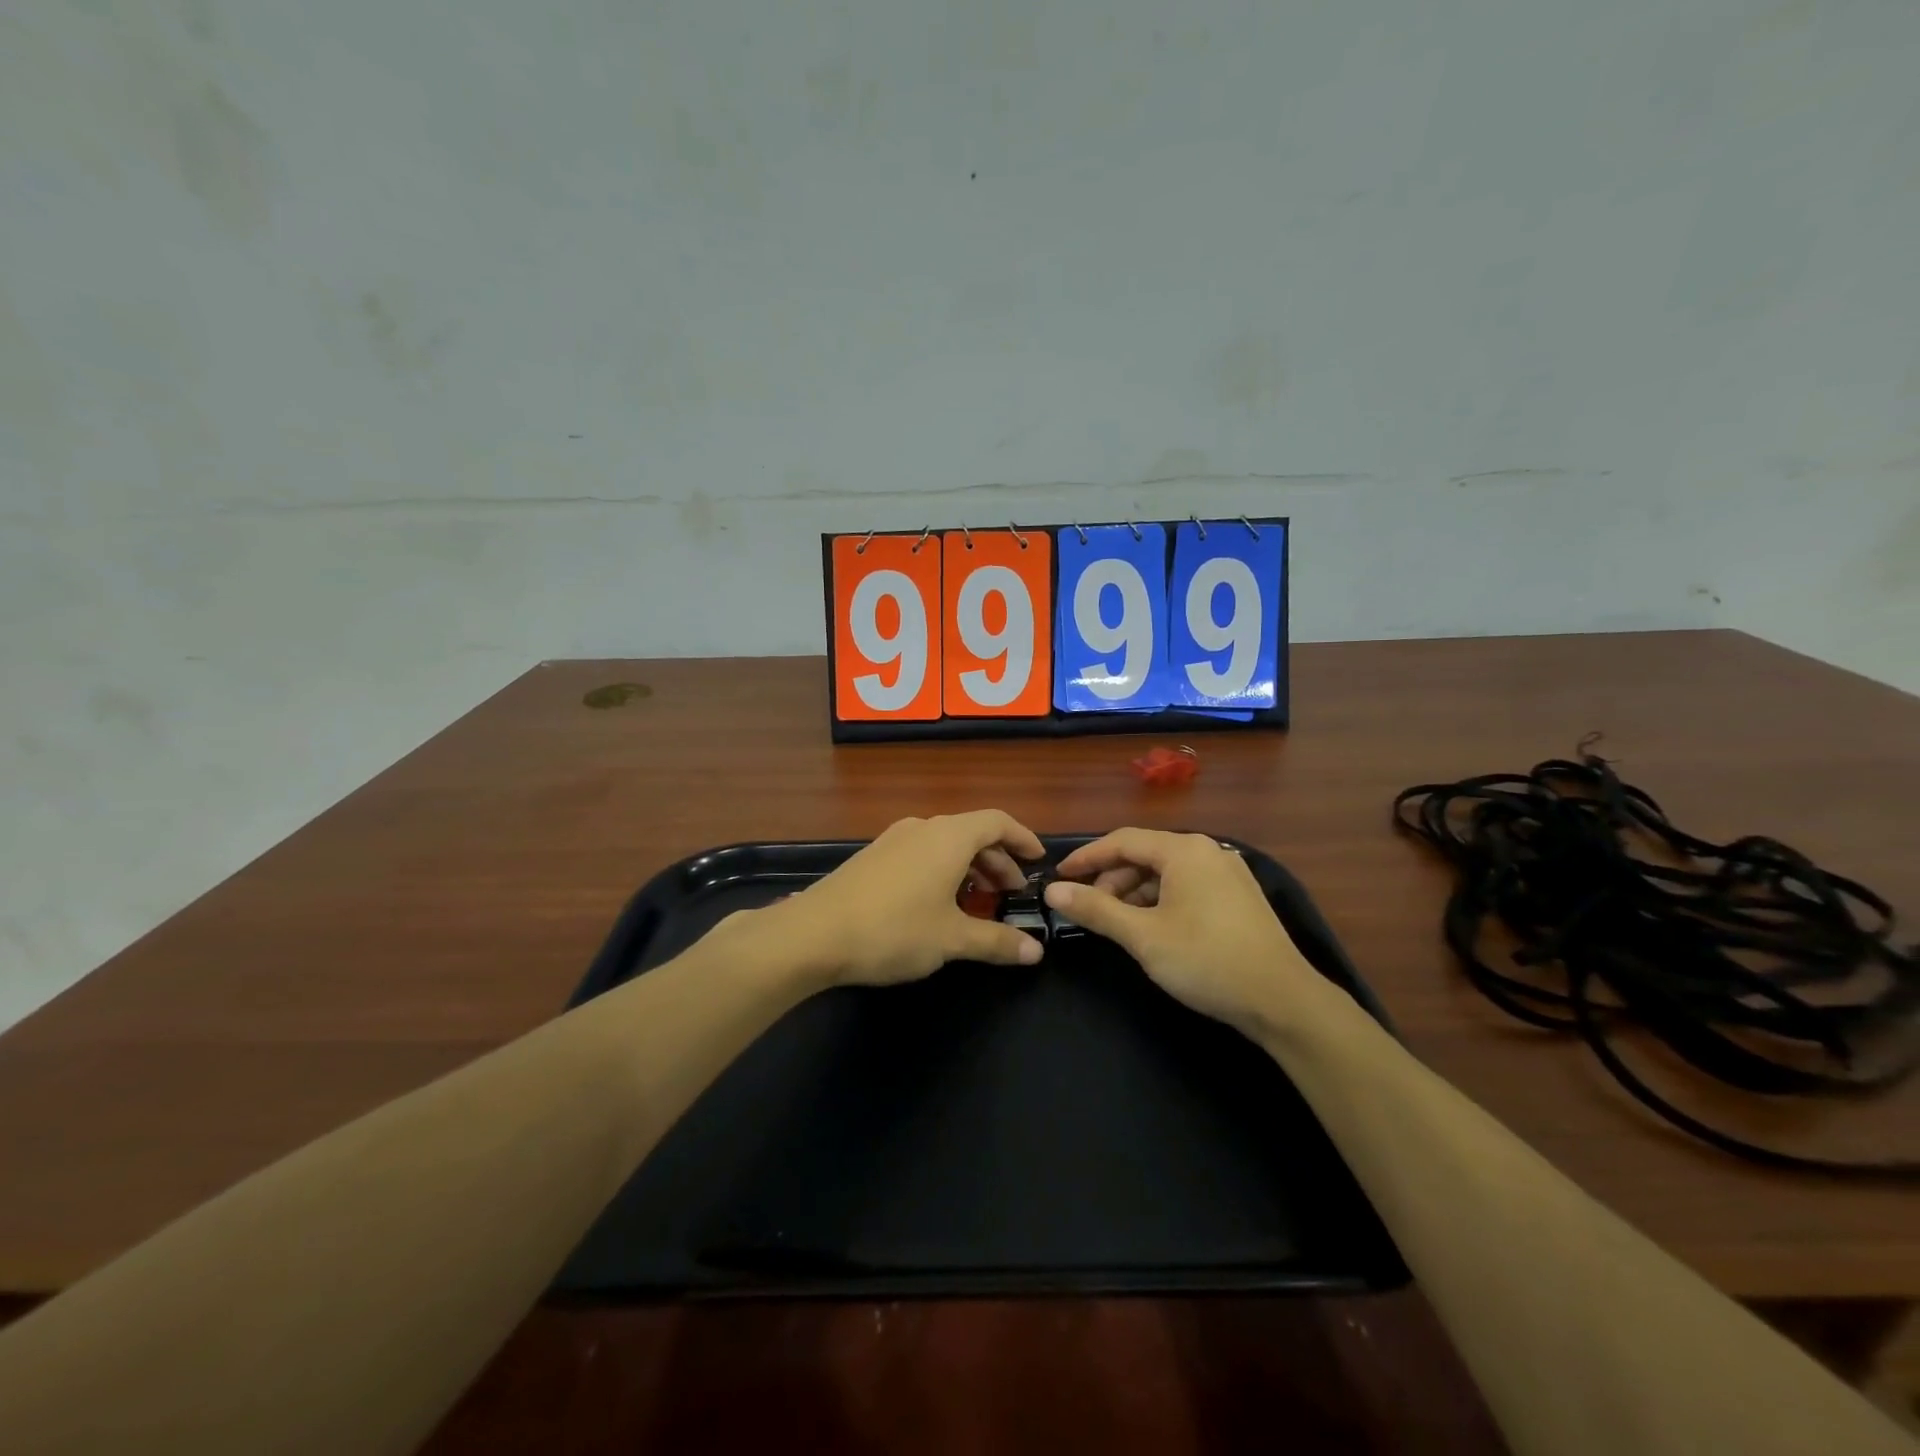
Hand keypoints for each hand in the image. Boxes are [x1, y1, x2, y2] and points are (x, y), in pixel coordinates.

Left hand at [774, 811, 1046, 987]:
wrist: (812, 934)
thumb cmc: (893, 929)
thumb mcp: (951, 940)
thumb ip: (996, 941)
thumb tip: (1035, 952)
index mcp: (949, 836)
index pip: (997, 821)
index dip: (1022, 838)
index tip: (1038, 860)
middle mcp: (922, 828)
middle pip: (972, 833)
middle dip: (997, 860)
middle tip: (1010, 892)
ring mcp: (893, 840)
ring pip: (944, 844)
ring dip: (968, 868)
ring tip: (977, 902)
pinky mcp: (872, 857)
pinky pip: (921, 854)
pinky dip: (941, 871)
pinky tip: (937, 905)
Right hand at [1044, 829, 1337, 1036]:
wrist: (1283, 1001)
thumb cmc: (1206, 960)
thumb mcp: (1143, 936)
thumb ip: (1096, 909)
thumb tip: (1054, 891)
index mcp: (1184, 850)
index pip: (1122, 841)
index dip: (1086, 858)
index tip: (1059, 877)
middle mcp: (1207, 851)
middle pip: (1145, 854)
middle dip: (1112, 879)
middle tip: (1088, 909)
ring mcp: (1227, 873)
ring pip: (1167, 873)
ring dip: (1135, 893)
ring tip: (1118, 924)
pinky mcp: (1239, 897)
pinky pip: (1187, 886)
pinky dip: (1161, 901)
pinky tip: (1152, 929)